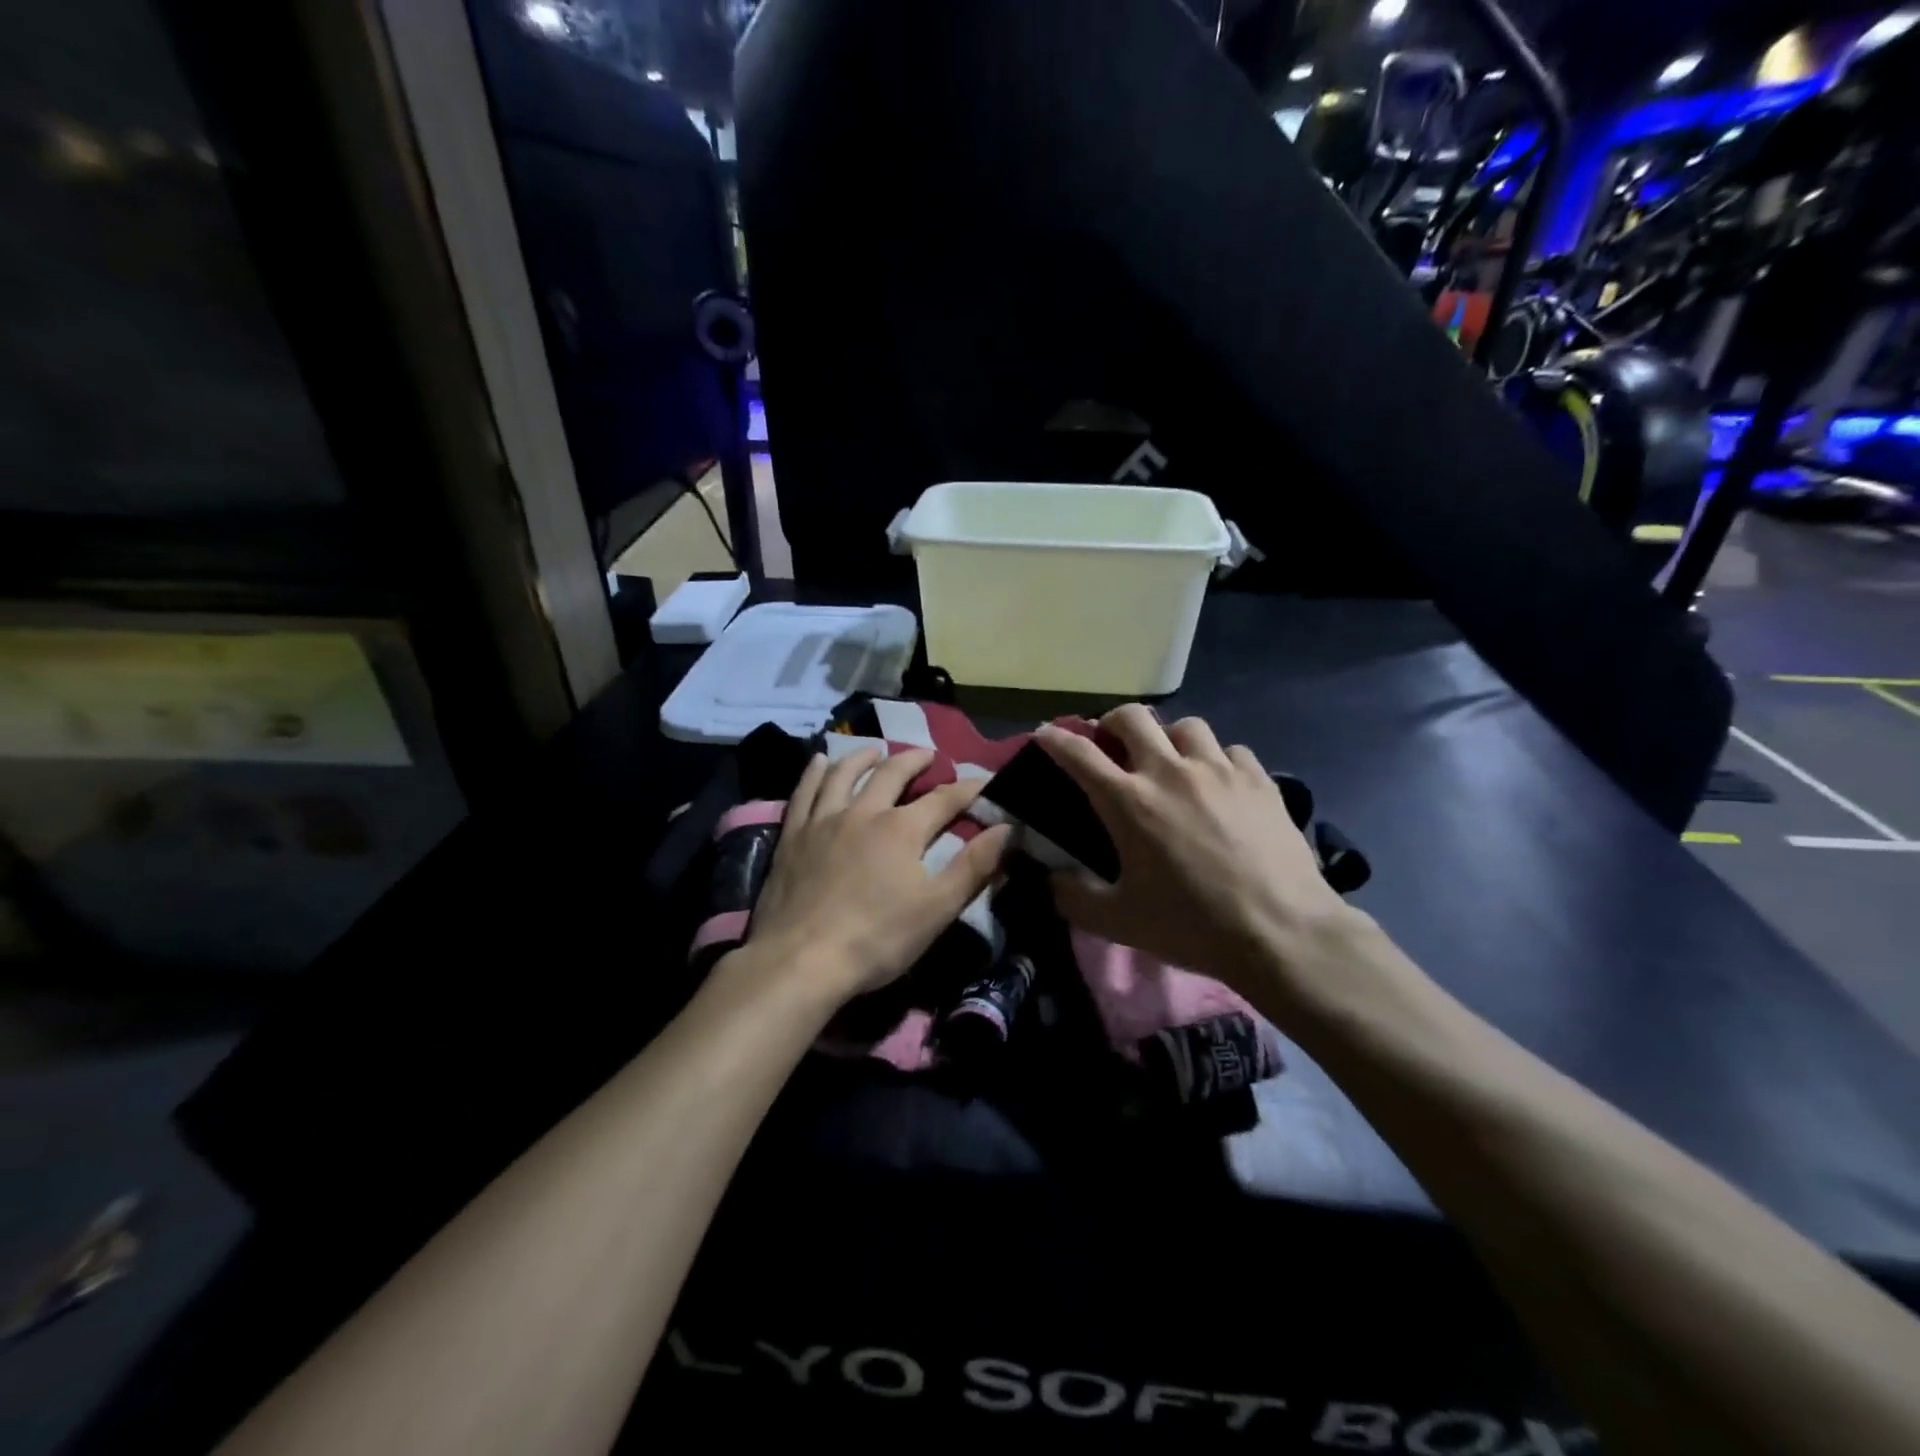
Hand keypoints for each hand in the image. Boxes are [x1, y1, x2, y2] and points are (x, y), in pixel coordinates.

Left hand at [745, 747, 1012, 1003]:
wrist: (802, 960)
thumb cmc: (877, 938)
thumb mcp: (937, 908)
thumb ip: (974, 866)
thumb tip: (1008, 828)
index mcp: (902, 829)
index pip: (944, 799)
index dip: (969, 788)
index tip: (986, 780)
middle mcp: (863, 812)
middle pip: (892, 773)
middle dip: (915, 760)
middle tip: (927, 755)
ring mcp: (823, 821)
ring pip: (845, 774)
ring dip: (863, 757)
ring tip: (875, 750)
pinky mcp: (793, 836)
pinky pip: (804, 792)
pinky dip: (814, 773)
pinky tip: (818, 762)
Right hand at [1037, 707, 1356, 997]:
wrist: (1281, 933)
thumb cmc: (1192, 926)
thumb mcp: (1118, 922)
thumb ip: (1073, 897)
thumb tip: (1051, 878)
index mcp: (1128, 802)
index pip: (1079, 753)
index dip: (1055, 739)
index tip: (1045, 734)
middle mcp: (1169, 771)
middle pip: (1132, 717)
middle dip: (1113, 723)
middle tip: (1112, 744)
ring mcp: (1219, 770)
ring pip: (1186, 725)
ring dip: (1169, 738)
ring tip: (1172, 761)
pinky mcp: (1259, 779)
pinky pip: (1231, 750)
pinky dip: (1217, 760)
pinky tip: (1220, 784)